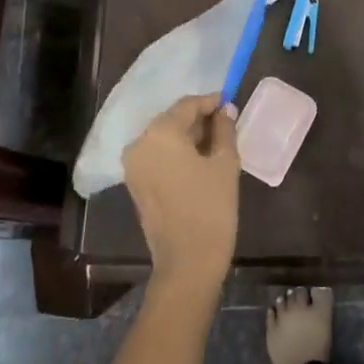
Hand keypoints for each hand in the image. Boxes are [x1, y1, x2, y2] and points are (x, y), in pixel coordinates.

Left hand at [124, 93, 240, 293]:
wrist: (187, 261)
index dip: (210, 102)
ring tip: (215, 143)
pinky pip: (157, 156)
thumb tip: (225, 110)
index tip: (230, 102)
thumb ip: (224, 130)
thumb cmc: (211, 207)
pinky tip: (198, 160)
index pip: (188, 105)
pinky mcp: (135, 184)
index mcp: (160, 132)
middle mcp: (140, 143)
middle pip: (172, 120)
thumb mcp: (225, 163)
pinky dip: (176, 152)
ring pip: (164, 138)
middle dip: (198, 119)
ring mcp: (133, 165)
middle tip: (225, 123)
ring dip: (187, 136)